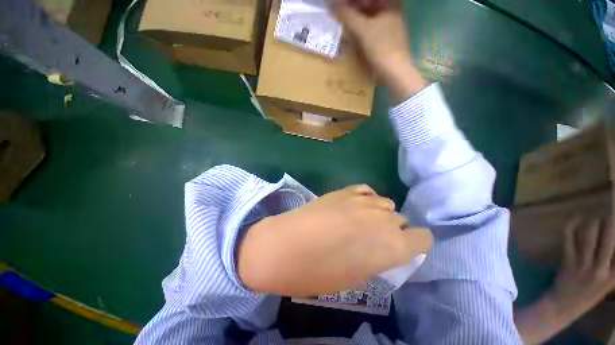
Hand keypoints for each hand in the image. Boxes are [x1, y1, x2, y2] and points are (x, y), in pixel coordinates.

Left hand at [237, 185, 432, 296]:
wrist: (285, 246)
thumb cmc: (318, 272)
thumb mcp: (355, 277)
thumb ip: (377, 258)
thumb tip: (383, 248)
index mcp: (392, 247)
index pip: (424, 238)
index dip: (416, 243)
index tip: (404, 248)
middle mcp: (383, 219)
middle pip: (402, 219)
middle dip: (393, 230)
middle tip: (373, 238)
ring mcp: (362, 200)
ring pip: (386, 203)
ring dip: (379, 213)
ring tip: (361, 221)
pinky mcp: (344, 190)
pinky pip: (366, 191)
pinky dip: (366, 199)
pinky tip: (355, 206)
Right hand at [334, 0, 426, 103]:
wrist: (394, 72)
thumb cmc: (380, 47)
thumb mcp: (362, 29)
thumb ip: (346, 15)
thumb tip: (331, 4)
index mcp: (390, 3)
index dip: (351, 2)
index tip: (338, 5)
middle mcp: (391, 11)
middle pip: (367, 6)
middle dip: (351, 9)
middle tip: (338, 14)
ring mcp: (388, 26)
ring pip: (367, 17)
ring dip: (354, 20)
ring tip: (342, 24)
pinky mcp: (384, 39)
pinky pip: (369, 29)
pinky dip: (359, 31)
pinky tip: (351, 35)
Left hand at [514, 217, 614, 344]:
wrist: (564, 306)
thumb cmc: (589, 294)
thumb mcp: (610, 283)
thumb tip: (612, 243)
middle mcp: (602, 270)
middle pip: (611, 236)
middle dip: (611, 219)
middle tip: (611, 210)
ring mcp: (584, 266)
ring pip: (591, 234)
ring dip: (593, 221)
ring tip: (595, 218)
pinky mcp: (567, 262)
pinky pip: (569, 238)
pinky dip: (572, 225)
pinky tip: (575, 218)